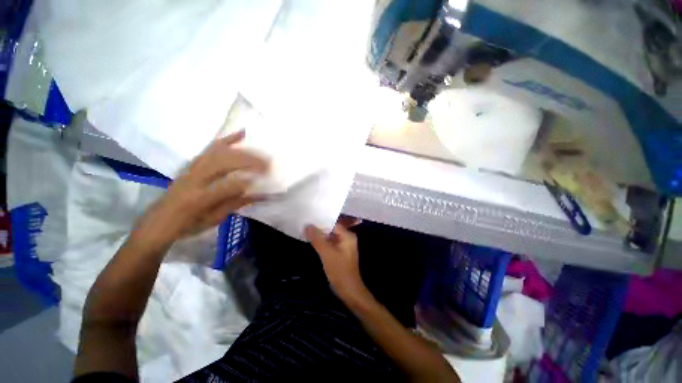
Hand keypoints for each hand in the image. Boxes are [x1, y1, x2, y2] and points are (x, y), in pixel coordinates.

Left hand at [134, 131, 268, 246]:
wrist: (159, 221)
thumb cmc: (188, 225)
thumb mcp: (215, 219)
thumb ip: (237, 203)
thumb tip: (261, 194)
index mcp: (199, 198)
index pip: (229, 186)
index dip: (249, 181)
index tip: (267, 178)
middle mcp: (194, 179)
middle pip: (224, 163)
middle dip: (249, 161)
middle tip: (269, 162)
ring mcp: (192, 169)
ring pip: (218, 152)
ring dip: (242, 149)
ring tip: (259, 149)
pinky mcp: (192, 164)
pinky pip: (210, 149)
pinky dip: (226, 140)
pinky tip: (239, 134)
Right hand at [305, 224, 368, 301]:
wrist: (349, 290)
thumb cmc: (339, 270)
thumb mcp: (327, 253)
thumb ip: (317, 239)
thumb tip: (308, 225)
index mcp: (347, 235)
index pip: (333, 223)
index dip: (321, 221)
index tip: (309, 219)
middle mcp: (347, 238)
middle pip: (331, 229)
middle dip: (319, 228)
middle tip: (305, 224)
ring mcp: (344, 245)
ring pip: (330, 236)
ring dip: (320, 235)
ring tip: (307, 231)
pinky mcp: (341, 252)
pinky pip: (331, 243)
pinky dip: (323, 242)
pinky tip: (313, 241)